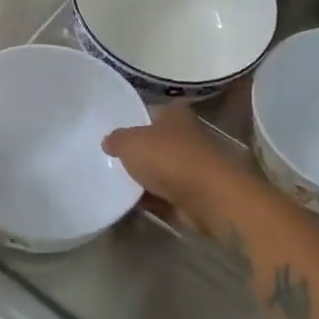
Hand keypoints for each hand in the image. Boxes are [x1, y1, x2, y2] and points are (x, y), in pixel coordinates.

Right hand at [102, 103, 243, 221]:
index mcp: (174, 114)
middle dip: (137, 153)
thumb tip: (108, 141)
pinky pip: (166, 196)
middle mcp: (187, 136)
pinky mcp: (196, 194)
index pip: (149, 112)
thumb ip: (116, 139)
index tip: (111, 135)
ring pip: (161, 171)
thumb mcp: (130, 143)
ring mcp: (194, 166)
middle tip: (108, 162)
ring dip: (144, 180)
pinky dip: (152, 200)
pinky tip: (131, 205)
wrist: (210, 197)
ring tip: (115, 186)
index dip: (130, 122)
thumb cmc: (170, 158)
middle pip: (155, 143)